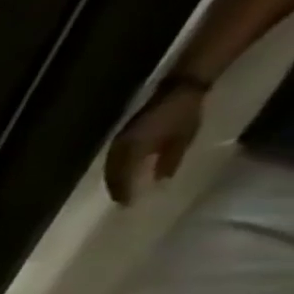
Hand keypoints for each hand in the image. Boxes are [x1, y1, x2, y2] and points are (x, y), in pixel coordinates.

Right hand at [105, 85, 203, 204]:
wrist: (180, 88)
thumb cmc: (184, 113)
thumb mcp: (183, 137)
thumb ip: (169, 160)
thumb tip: (159, 181)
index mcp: (132, 150)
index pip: (122, 177)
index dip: (124, 191)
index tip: (128, 205)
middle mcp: (119, 148)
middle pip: (112, 174)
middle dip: (115, 188)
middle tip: (121, 201)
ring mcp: (117, 142)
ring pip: (109, 167)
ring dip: (112, 180)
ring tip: (117, 191)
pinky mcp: (120, 138)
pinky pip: (112, 159)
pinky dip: (114, 170)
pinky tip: (119, 175)